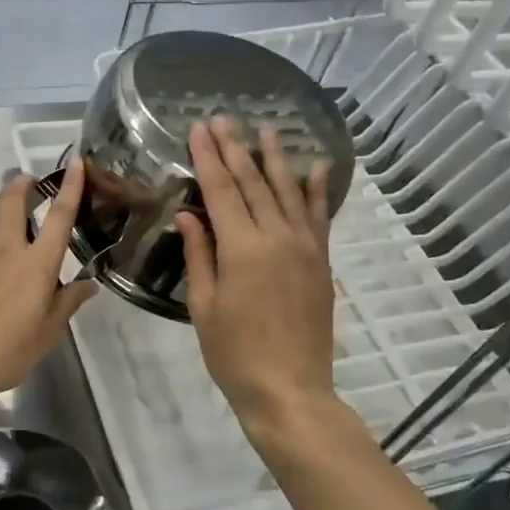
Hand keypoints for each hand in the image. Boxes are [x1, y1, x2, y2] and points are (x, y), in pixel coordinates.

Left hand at [0, 161, 96, 405]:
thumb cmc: (7, 350)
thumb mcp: (48, 333)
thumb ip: (68, 303)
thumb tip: (89, 284)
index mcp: (36, 264)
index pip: (59, 216)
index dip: (70, 186)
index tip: (76, 161)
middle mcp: (7, 250)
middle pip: (12, 201)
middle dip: (22, 184)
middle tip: (31, 180)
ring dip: (1, 200)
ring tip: (10, 203)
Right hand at [176, 118, 340, 448]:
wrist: (290, 390)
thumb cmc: (234, 353)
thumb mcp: (204, 305)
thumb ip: (200, 255)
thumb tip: (189, 215)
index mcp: (242, 248)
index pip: (220, 191)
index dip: (207, 157)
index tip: (198, 129)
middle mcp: (276, 238)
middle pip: (253, 183)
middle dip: (236, 149)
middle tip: (223, 119)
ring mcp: (304, 248)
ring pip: (288, 192)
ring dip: (275, 159)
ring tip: (267, 129)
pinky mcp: (320, 262)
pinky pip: (318, 217)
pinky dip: (316, 191)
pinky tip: (314, 167)